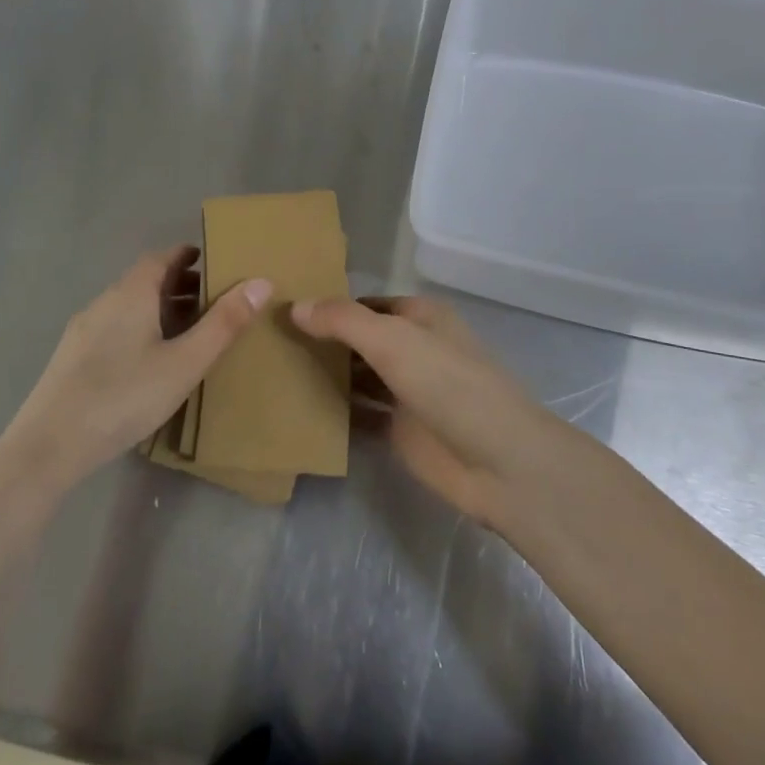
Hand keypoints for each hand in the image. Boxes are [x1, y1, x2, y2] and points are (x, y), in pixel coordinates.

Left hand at [0, 247, 270, 503]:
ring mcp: (83, 331)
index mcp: (132, 294)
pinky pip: (114, 328)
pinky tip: (150, 361)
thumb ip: (224, 323)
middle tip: (213, 301)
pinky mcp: (71, 359)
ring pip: (128, 307)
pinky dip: (140, 329)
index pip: (161, 258)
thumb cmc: (125, 396)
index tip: (212, 262)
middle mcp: (104, 302)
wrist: (48, 447)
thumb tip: (261, 282)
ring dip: (160, 309)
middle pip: (145, 281)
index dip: (187, 256)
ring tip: (189, 332)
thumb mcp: (186, 362)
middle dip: (179, 285)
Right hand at [291, 295, 564, 525]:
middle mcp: (414, 349)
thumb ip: (343, 321)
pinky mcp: (401, 430)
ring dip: (326, 375)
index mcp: (420, 317)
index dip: (329, 305)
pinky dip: (335, 412)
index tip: (282, 310)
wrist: (498, 461)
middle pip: (360, 340)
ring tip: (272, 372)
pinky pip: (360, 415)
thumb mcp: (394, 340)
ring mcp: (407, 391)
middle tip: (266, 342)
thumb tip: (295, 306)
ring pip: (358, 377)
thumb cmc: (449, 384)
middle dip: (323, 340)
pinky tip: (296, 410)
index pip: (365, 304)